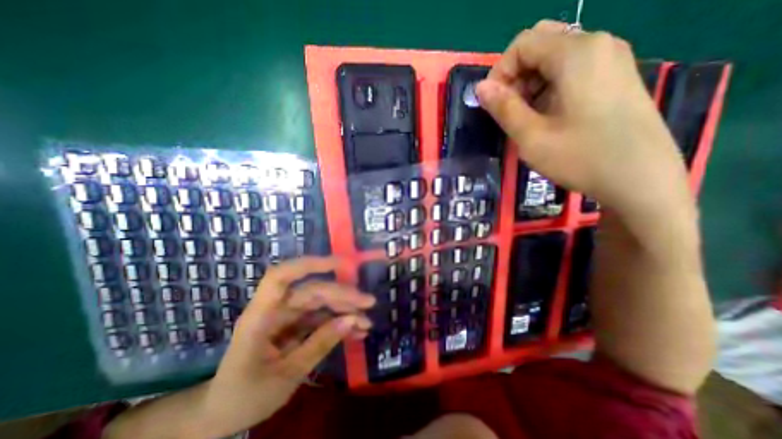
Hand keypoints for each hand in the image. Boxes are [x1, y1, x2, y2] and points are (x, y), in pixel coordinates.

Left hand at [198, 255, 374, 436]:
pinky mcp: (296, 325)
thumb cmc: (244, 396)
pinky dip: (339, 323)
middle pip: (312, 291)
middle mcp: (275, 309)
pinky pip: (321, 318)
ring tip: (366, 322)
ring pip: (320, 303)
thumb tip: (352, 320)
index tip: (340, 264)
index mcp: (261, 316)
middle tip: (368, 303)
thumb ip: (319, 344)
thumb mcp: (286, 376)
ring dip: (344, 310)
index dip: (310, 264)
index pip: (282, 276)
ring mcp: (287, 317)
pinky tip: (356, 331)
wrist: (223, 413)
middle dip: (342, 296)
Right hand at [477, 20, 688, 215]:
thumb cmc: (580, 157)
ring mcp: (611, 60)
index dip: (499, 72)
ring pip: (555, 58)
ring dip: (531, 83)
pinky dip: (549, 88)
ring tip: (527, 118)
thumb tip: (480, 87)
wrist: (640, 180)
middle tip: (509, 109)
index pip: (523, 43)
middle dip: (515, 75)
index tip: (492, 104)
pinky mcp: (616, 77)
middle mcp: (598, 45)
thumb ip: (503, 108)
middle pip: (540, 44)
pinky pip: (572, 70)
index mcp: (576, 53)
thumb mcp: (531, 136)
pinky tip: (548, 116)